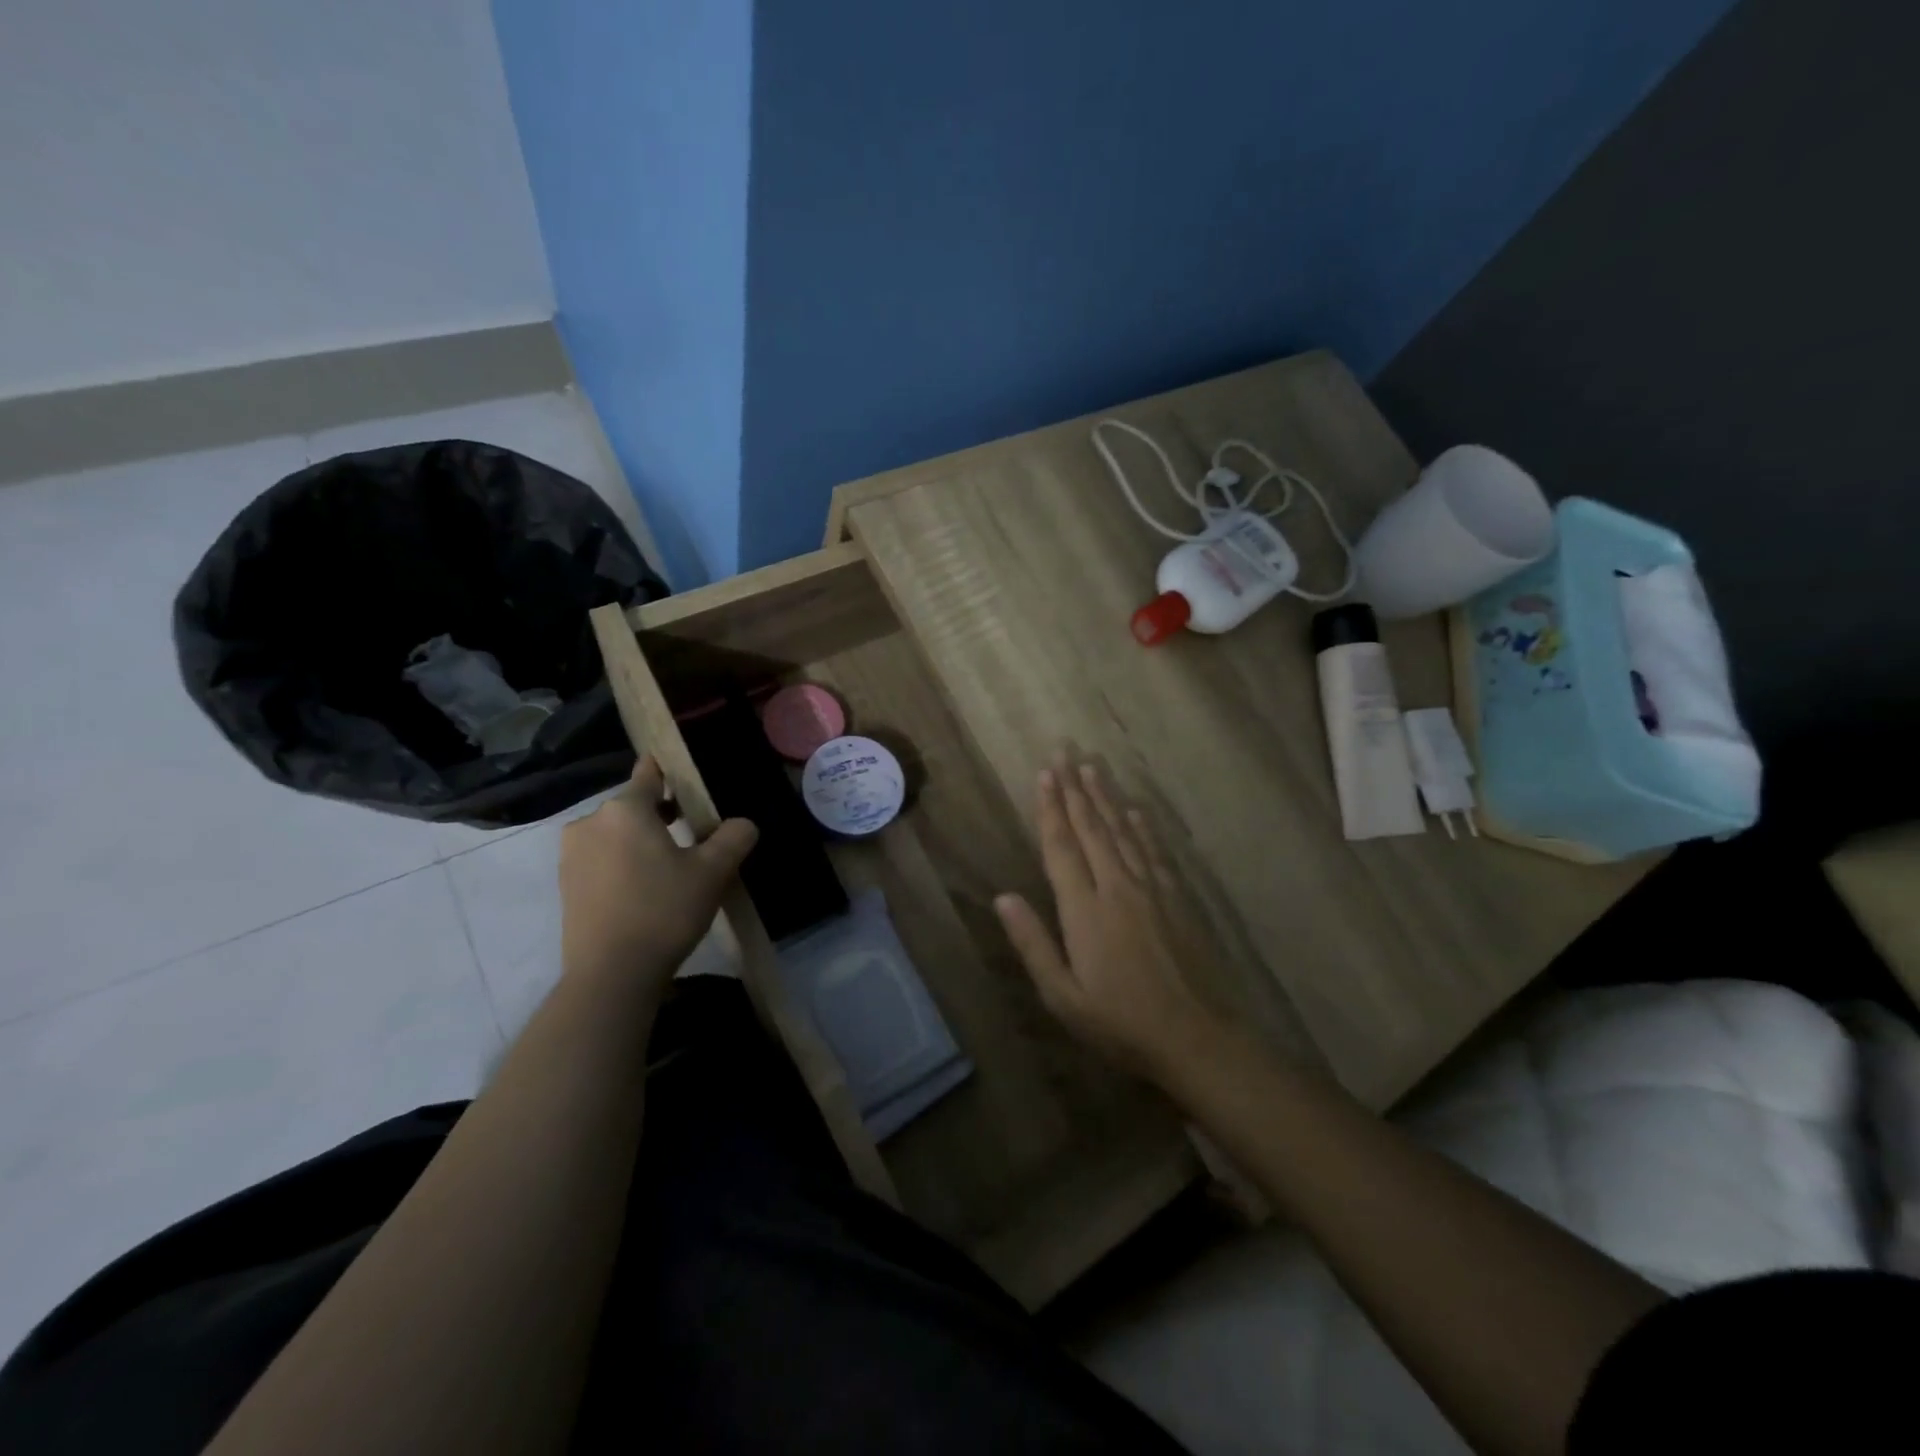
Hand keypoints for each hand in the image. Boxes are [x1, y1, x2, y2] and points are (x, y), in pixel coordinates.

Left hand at [559, 756, 756, 999]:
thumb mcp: (713, 872)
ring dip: (641, 840)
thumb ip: (733, 838)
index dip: (668, 769)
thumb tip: (743, 824)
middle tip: (694, 829)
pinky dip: (623, 862)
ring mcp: (572, 855)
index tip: (685, 773)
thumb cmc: (663, 911)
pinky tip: (646, 887)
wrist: (611, 975)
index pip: (648, 773)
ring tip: (672, 863)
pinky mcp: (567, 886)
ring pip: (616, 834)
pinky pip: (602, 859)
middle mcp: (591, 822)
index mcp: (625, 809)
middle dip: (661, 812)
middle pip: (633, 806)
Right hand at [994, 756, 1226, 1078]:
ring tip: (1093, 768)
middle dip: (1075, 790)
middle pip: (1092, 829)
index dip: (1050, 810)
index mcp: (1085, 911)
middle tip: (1064, 754)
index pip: (1062, 848)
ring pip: (1123, 833)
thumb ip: (1033, 943)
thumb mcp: (1063, 995)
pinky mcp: (1177, 899)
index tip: (1043, 775)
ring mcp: (1151, 891)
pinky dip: (1143, 828)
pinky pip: (1155, 852)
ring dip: (1106, 798)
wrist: (1195, 1038)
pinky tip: (1136, 811)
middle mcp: (1117, 888)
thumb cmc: (1120, 1023)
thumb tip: (1003, 897)